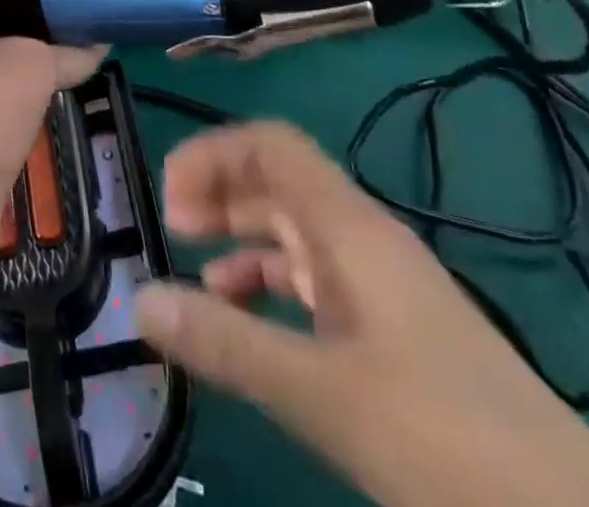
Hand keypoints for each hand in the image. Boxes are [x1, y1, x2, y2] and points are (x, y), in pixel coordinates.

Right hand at [134, 123, 588, 506]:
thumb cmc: (447, 443)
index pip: (271, 146)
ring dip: (242, 241)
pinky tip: (251, 325)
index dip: (213, 154)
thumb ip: (227, 344)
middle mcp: (365, 241)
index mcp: (351, 228)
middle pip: (280, 184)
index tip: (169, 201)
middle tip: (172, 231)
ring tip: (197, 277)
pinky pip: (318, 283)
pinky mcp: (396, 335)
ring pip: (296, 234)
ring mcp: (384, 288)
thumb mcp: (324, 395)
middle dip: (220, 194)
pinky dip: (272, 287)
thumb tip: (141, 299)